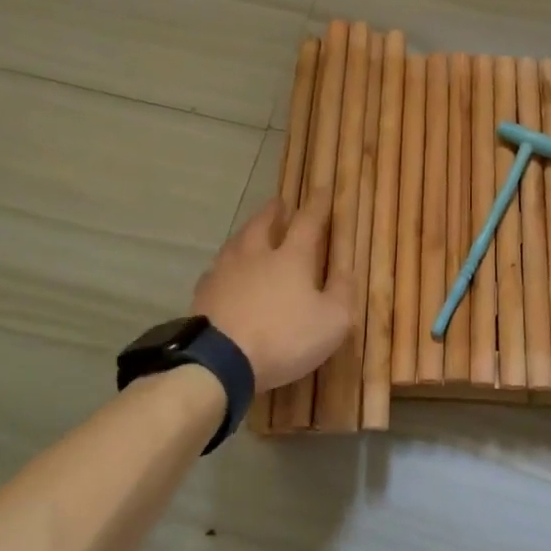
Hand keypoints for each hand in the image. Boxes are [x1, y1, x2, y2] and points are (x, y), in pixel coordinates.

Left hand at [193, 190, 355, 391]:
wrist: (220, 361)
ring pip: (236, 242)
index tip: (320, 189)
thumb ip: (342, 293)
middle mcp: (256, 255)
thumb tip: (347, 271)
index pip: (307, 221)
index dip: (316, 205)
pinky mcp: (203, 294)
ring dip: (246, 233)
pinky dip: (225, 265)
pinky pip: (216, 270)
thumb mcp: (332, 322)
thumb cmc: (284, 338)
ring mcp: (225, 272)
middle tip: (277, 203)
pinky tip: (224, 272)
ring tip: (250, 232)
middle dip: (273, 211)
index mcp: (291, 257)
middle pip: (262, 223)